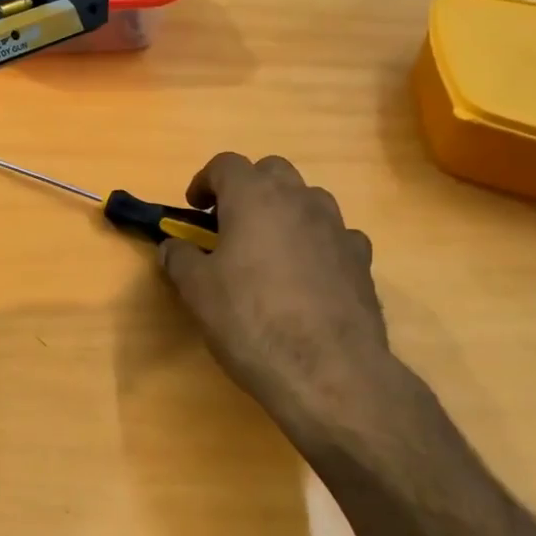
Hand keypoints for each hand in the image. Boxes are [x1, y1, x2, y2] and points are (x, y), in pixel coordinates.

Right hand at [158, 153, 436, 467]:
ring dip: (284, 211)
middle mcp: (299, 200)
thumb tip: (173, 246)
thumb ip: (180, 259)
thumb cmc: (251, 321)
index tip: (194, 208)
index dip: (205, 181)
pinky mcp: (362, 260)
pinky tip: (307, 276)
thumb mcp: (197, 291)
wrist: (329, 371)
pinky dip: (316, 242)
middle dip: (248, 188)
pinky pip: (335, 235)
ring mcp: (337, 228)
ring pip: (308, 198)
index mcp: (254, 197)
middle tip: (229, 223)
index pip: (226, 164)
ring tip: (269, 249)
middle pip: (272, 170)